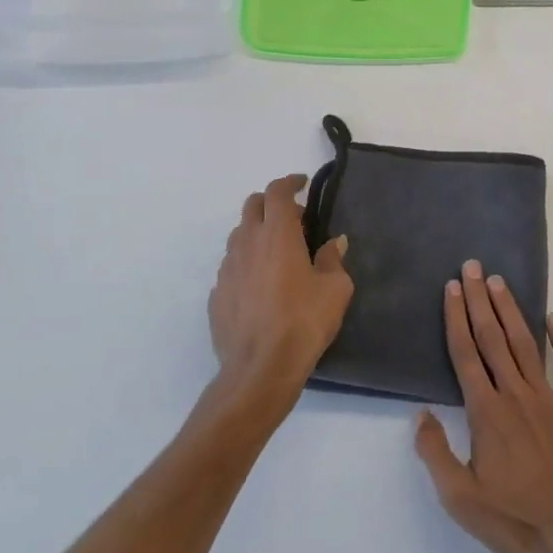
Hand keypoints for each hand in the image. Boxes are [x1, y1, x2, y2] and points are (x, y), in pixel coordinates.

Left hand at [208, 174, 352, 410]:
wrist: (260, 369)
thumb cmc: (304, 322)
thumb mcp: (335, 289)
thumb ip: (333, 259)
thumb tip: (334, 243)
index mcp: (277, 234)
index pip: (277, 192)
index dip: (290, 182)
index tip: (303, 184)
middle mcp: (247, 243)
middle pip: (252, 205)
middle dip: (272, 202)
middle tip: (294, 218)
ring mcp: (227, 269)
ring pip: (239, 235)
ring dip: (257, 232)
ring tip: (278, 252)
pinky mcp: (217, 295)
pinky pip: (232, 266)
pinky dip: (247, 263)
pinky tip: (261, 285)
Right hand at [414, 260, 552, 552]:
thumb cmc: (514, 520)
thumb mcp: (461, 499)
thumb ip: (436, 454)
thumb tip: (420, 415)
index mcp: (487, 412)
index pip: (466, 354)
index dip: (456, 319)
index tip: (451, 288)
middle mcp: (516, 394)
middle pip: (493, 338)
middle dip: (479, 300)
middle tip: (472, 267)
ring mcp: (550, 399)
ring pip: (525, 345)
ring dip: (511, 311)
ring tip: (499, 282)